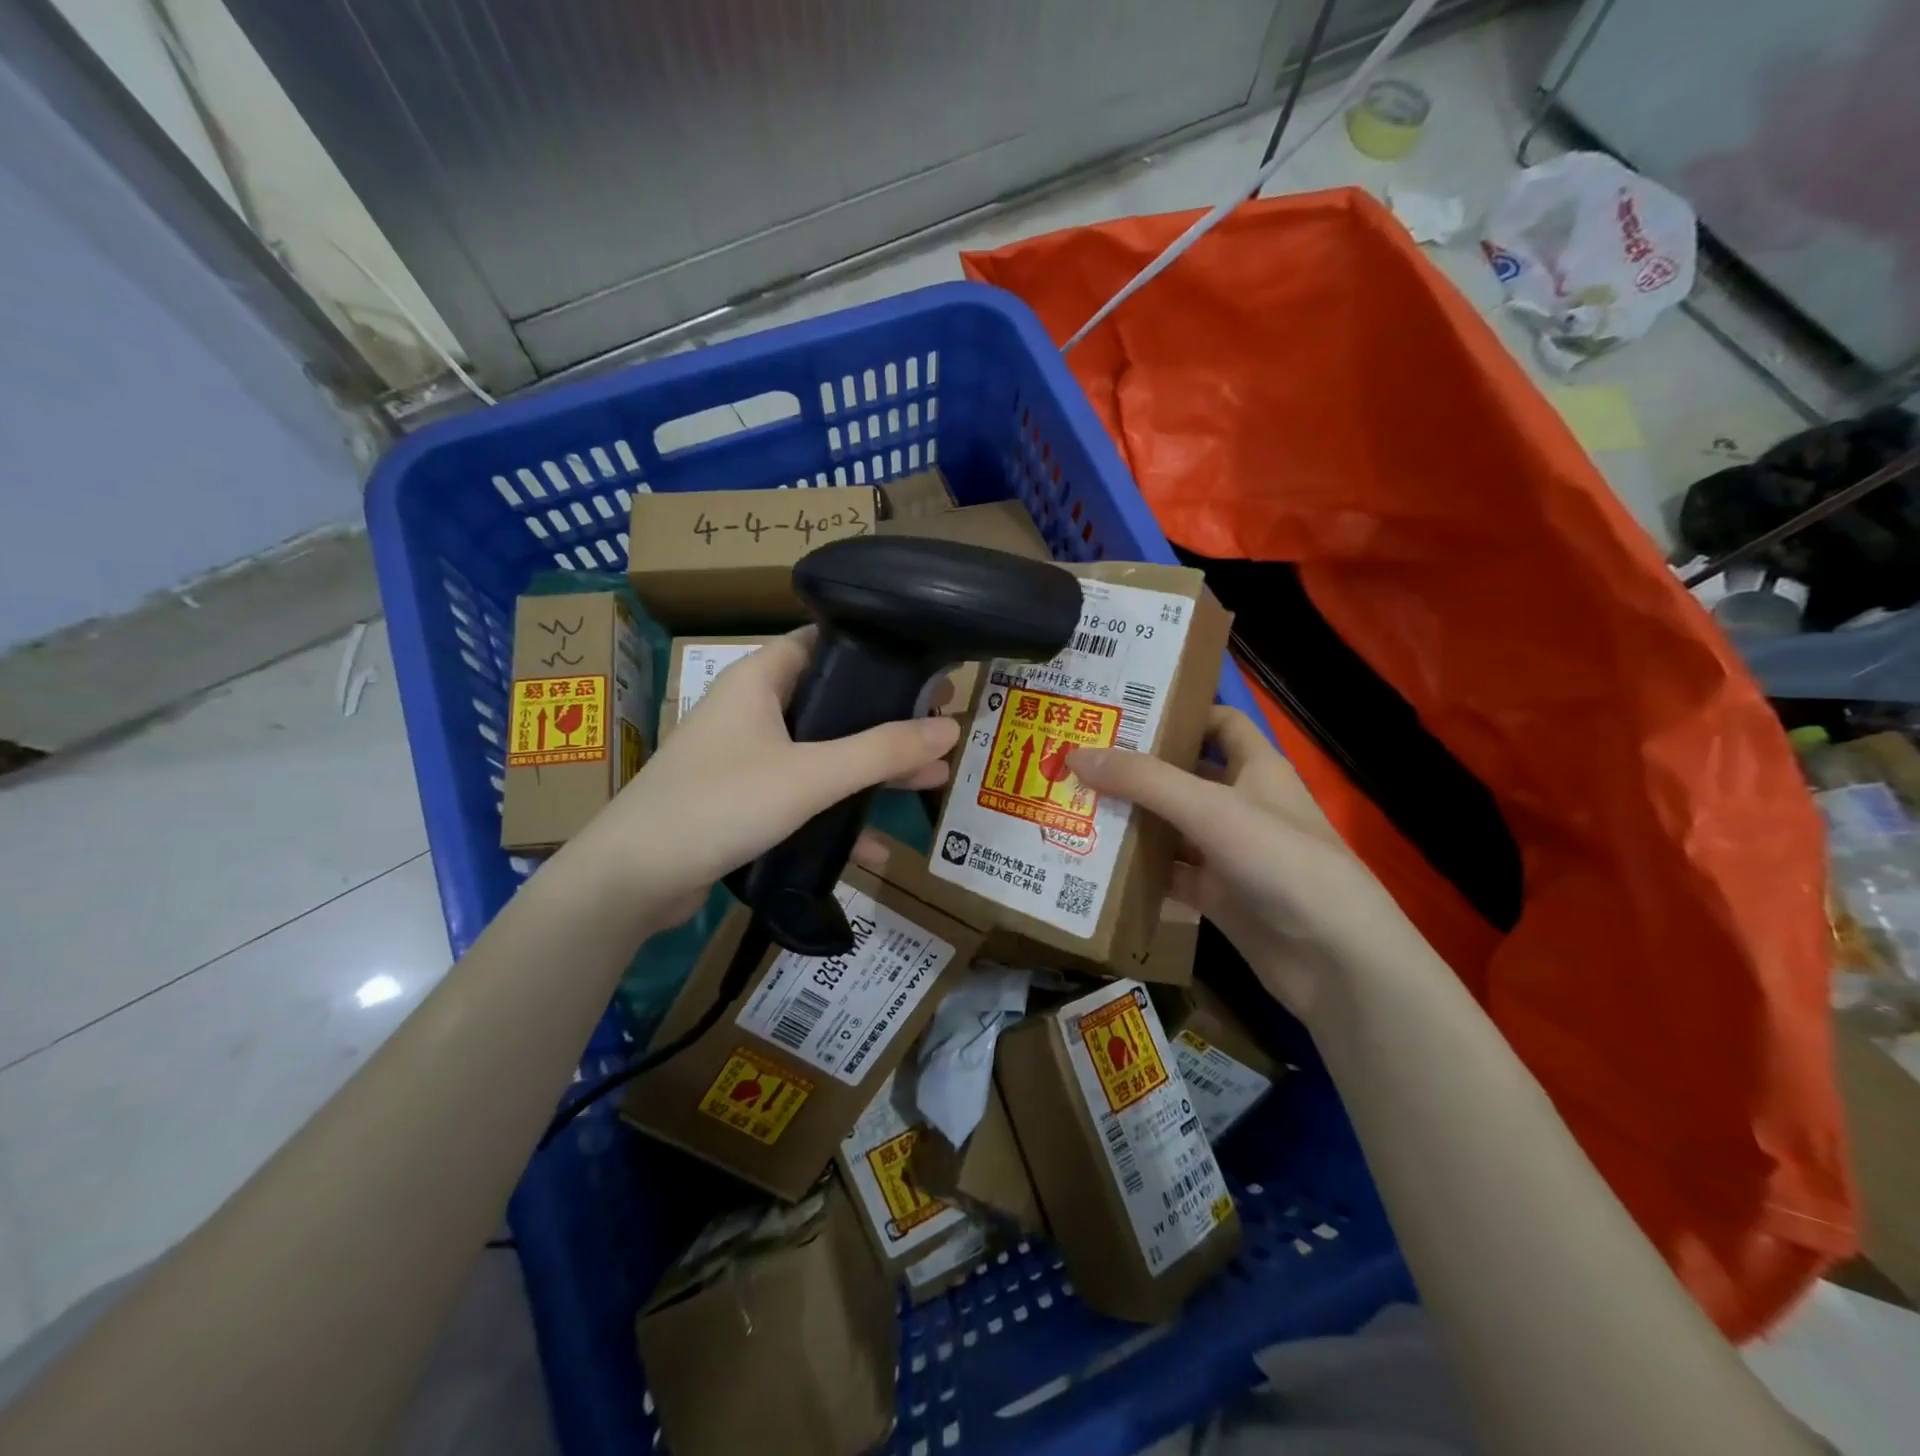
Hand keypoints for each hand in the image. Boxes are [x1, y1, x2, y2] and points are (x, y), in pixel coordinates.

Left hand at [584, 629, 959, 925]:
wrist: (632, 879)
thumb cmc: (720, 804)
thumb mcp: (810, 775)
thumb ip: (881, 751)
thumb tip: (951, 727)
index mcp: (760, 679)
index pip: (825, 642)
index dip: (876, 653)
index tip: (926, 672)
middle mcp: (752, 709)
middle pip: (833, 702)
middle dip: (886, 721)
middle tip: (940, 730)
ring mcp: (745, 757)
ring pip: (821, 753)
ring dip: (869, 770)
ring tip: (929, 781)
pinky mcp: (742, 800)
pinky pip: (802, 795)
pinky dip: (836, 813)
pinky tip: (875, 846)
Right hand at [1068, 707, 1412, 1020]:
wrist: (1333, 958)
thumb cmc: (1281, 860)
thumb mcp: (1210, 808)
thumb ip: (1143, 781)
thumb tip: (1076, 754)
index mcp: (1256, 768)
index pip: (1219, 722)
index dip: (1180, 711)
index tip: (1124, 709)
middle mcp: (1242, 804)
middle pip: (1184, 775)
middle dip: (1137, 768)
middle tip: (1078, 758)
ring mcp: (1229, 852)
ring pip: (1172, 826)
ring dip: (1131, 819)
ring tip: (1071, 805)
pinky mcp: (1218, 895)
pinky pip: (1170, 873)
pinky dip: (1138, 868)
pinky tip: (1095, 863)